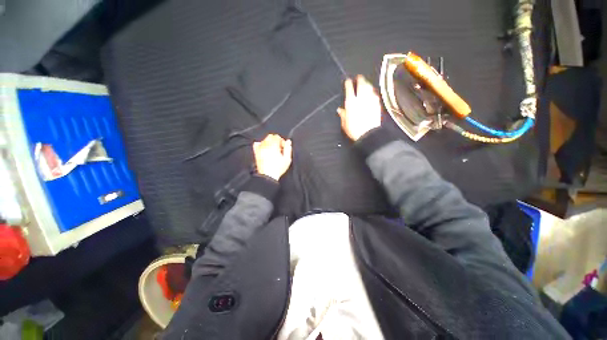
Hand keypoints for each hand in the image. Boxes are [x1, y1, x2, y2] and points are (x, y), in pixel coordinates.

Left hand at [253, 134, 292, 180]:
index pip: (277, 137)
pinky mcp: (256, 153)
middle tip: (279, 149)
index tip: (284, 148)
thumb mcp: (287, 159)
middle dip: (275, 141)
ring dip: (269, 143)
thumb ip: (288, 148)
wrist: (268, 176)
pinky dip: (261, 145)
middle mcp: (265, 145)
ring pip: (264, 140)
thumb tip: (288, 141)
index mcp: (273, 145)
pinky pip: (257, 144)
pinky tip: (265, 150)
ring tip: (273, 151)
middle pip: (270, 137)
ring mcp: (260, 148)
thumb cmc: (278, 168)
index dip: (282, 141)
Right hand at [337, 75, 381, 140]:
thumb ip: (343, 115)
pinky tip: (373, 93)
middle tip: (359, 77)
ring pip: (369, 88)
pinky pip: (375, 95)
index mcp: (351, 103)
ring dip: (367, 84)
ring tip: (366, 82)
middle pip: (361, 85)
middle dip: (360, 79)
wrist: (368, 134)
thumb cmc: (354, 130)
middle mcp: (361, 99)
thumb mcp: (345, 123)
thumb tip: (340, 110)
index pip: (349, 89)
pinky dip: (373, 92)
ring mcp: (370, 101)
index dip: (348, 83)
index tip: (348, 80)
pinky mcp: (377, 105)